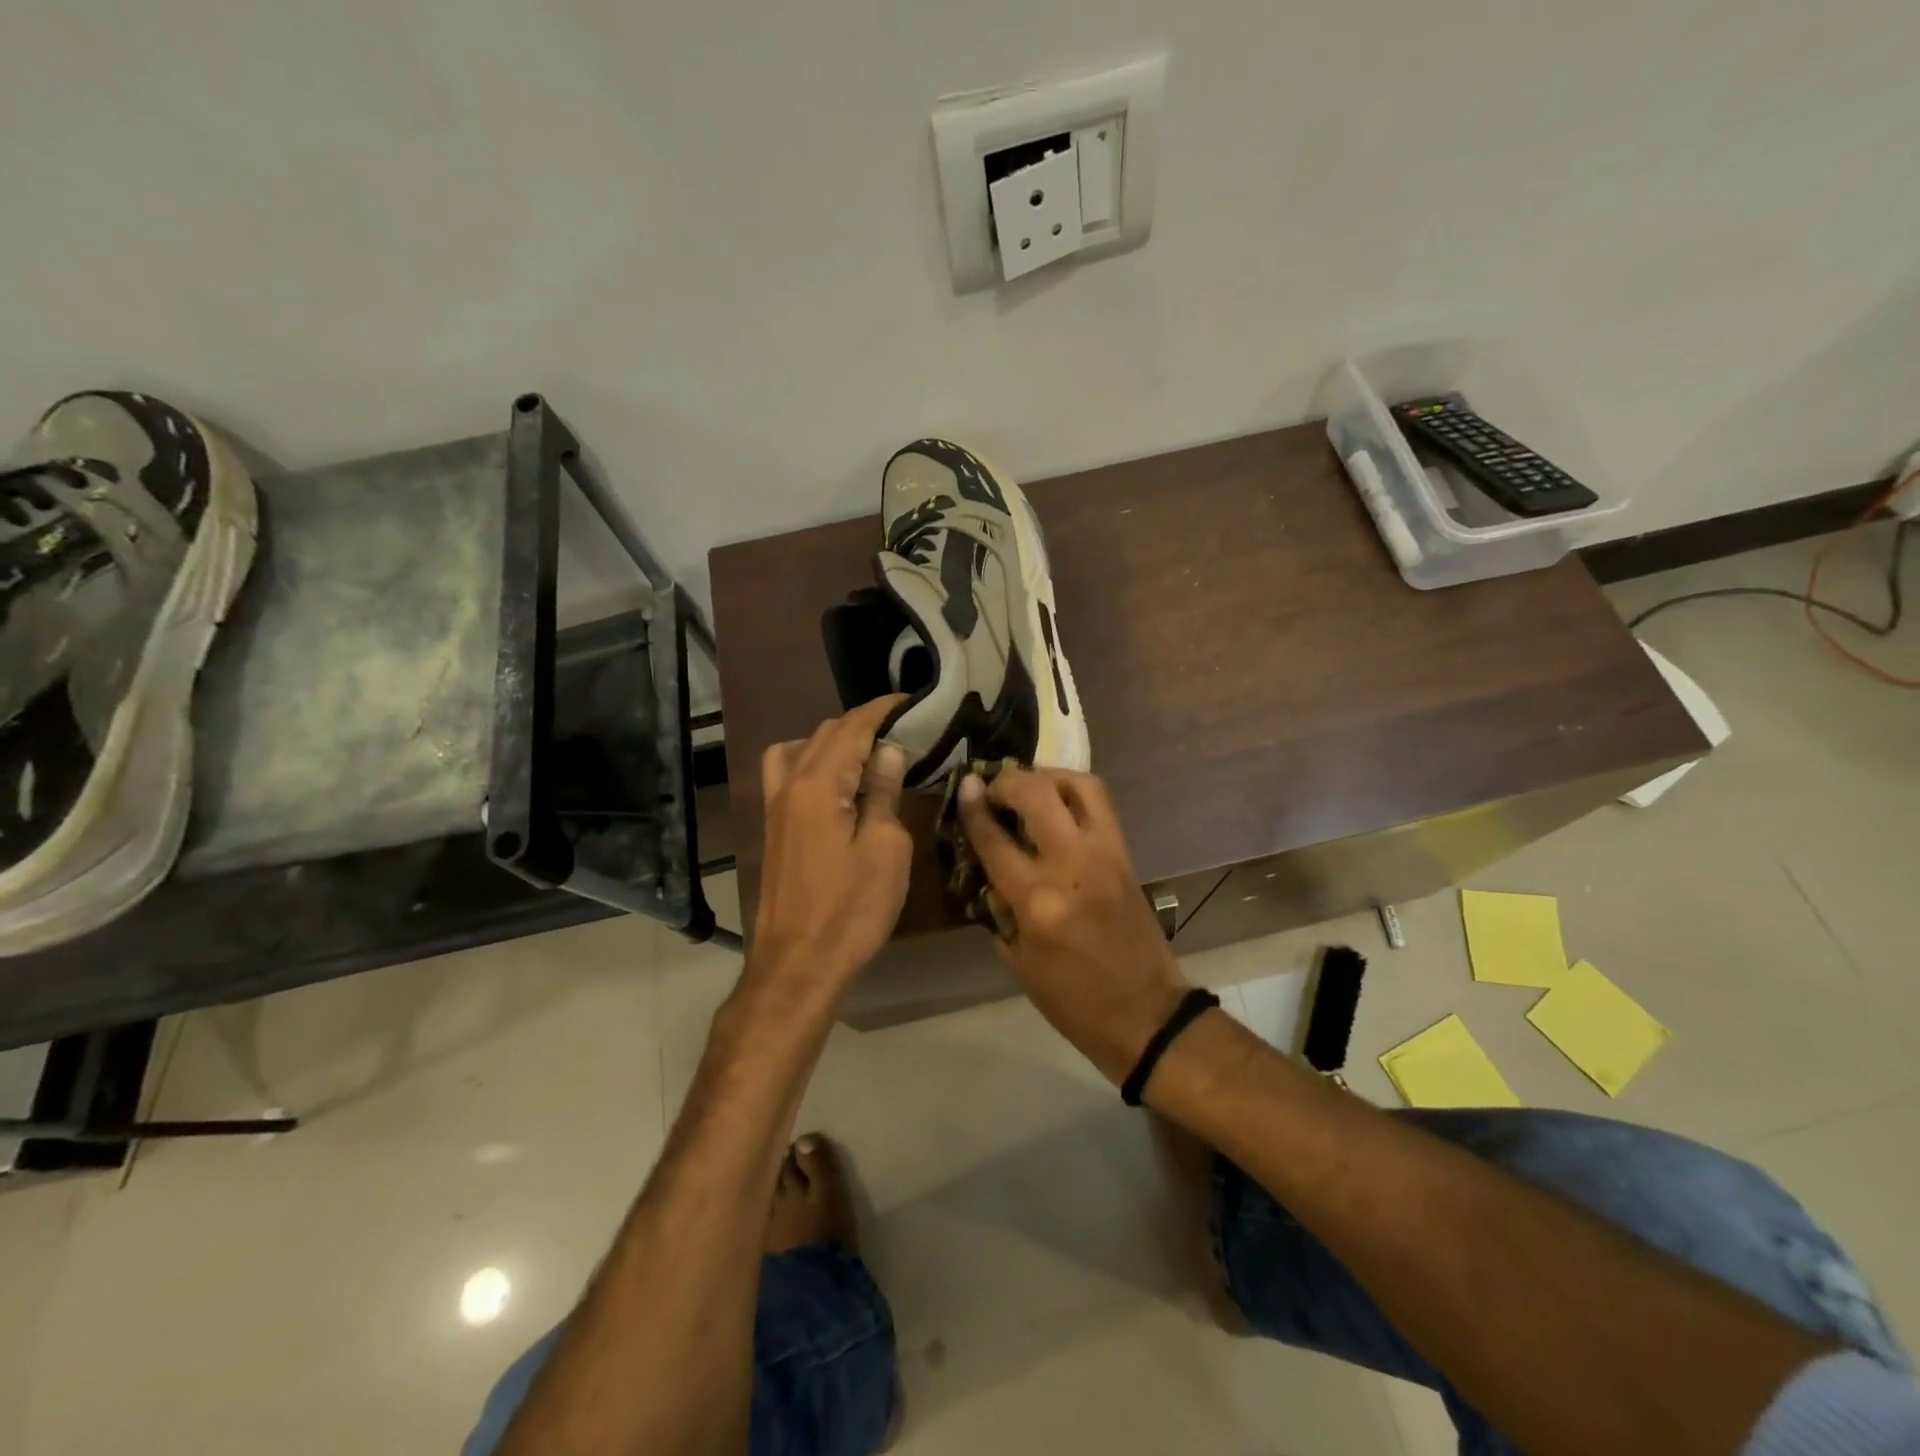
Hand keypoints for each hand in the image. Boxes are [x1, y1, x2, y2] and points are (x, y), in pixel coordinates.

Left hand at [749, 697, 911, 1000]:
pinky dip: (811, 761)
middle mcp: (789, 785)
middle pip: (824, 733)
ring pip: (801, 749)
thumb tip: (888, 751)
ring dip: (835, 741)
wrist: (798, 964)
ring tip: (869, 754)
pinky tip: (834, 782)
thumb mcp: (885, 850)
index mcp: (818, 785)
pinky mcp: (773, 827)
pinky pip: (786, 773)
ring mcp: (775, 806)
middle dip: (863, 723)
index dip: (882, 710)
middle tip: (904, 732)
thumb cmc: (851, 909)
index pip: (852, 728)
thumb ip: (883, 793)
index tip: (912, 701)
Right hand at [958, 767, 1189, 1083]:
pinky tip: (1056, 803)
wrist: (1145, 1013)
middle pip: (1036, 794)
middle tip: (993, 786)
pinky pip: (1099, 804)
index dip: (974, 808)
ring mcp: (1105, 854)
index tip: (965, 787)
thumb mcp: (1018, 961)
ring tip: (1028, 786)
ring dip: (1046, 776)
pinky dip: (1073, 791)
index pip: (995, 839)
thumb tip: (987, 868)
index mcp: (1038, 901)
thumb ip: (999, 907)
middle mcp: (1072, 865)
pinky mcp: (1125, 854)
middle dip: (1008, 780)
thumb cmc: (1073, 1000)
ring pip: (1078, 785)